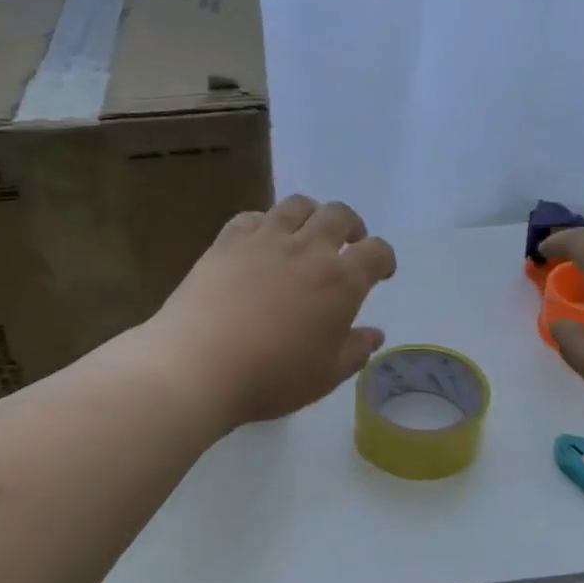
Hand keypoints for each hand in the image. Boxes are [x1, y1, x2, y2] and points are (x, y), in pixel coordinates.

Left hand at [145, 195, 396, 428]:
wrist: (199, 365)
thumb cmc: (272, 377)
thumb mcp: (324, 376)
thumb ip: (354, 351)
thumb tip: (375, 334)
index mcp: (341, 282)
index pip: (376, 253)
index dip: (383, 259)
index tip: (380, 272)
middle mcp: (308, 249)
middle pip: (339, 216)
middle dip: (351, 226)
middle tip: (348, 243)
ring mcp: (265, 239)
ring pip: (297, 205)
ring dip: (311, 214)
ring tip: (306, 233)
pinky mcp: (227, 241)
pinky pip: (253, 216)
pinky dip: (265, 222)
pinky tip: (260, 240)